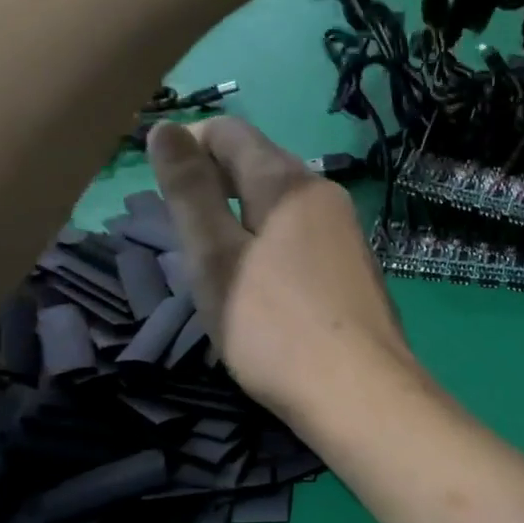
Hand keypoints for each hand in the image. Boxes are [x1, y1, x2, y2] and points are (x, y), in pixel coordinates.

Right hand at [146, 118, 418, 428]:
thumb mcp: (215, 256)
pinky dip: (272, 249)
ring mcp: (347, 234)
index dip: (189, 148)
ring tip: (219, 270)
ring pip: (282, 207)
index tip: (164, 193)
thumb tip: (167, 128)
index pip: (230, 132)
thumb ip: (189, 191)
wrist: (359, 394)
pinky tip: (263, 292)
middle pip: (259, 166)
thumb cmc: (274, 327)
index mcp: (289, 181)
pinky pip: (303, 239)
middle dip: (215, 187)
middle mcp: (326, 195)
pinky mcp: (355, 270)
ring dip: (242, 222)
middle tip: (187, 239)